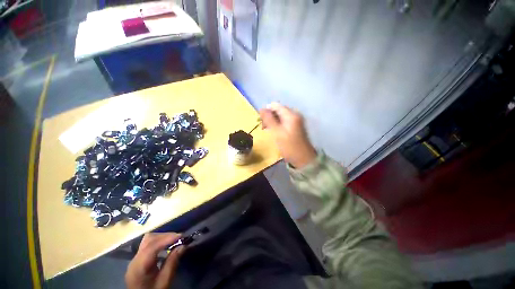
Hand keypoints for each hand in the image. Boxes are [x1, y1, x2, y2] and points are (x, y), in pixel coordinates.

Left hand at [125, 233, 185, 288]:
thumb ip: (172, 263)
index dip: (167, 239)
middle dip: (165, 236)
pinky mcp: (137, 260)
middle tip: (179, 238)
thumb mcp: (164, 281)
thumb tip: (183, 246)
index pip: (152, 246)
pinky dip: (158, 242)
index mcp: (139, 267)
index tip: (181, 236)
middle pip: (149, 239)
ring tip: (174, 241)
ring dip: (162, 238)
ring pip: (148, 240)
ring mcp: (135, 259)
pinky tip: (166, 246)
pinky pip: (148, 245)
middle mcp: (134, 260)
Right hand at [260, 102, 316, 168]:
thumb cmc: (289, 146)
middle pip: (278, 110)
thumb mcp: (276, 132)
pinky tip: (275, 132)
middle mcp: (295, 114)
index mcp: (291, 114)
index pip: (275, 105)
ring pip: (280, 116)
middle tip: (264, 128)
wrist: (303, 159)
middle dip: (269, 117)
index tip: (261, 122)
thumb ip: (268, 119)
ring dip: (272, 121)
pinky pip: (284, 121)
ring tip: (268, 131)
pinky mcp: (296, 126)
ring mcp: (296, 120)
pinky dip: (278, 125)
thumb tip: (261, 109)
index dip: (266, 111)